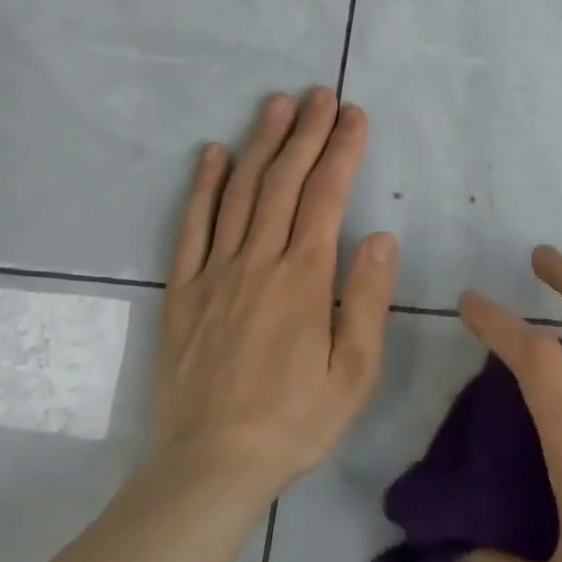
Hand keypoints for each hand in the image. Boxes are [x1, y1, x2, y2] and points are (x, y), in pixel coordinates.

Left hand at [150, 88, 397, 505]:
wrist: (209, 467)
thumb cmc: (294, 420)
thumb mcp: (354, 370)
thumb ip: (366, 298)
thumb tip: (379, 235)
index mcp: (303, 278)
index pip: (326, 197)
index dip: (342, 151)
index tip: (353, 115)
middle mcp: (257, 262)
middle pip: (283, 182)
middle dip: (305, 133)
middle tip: (319, 94)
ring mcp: (214, 273)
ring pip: (238, 193)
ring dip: (259, 144)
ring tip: (276, 105)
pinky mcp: (181, 292)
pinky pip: (190, 227)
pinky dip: (201, 186)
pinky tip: (210, 154)